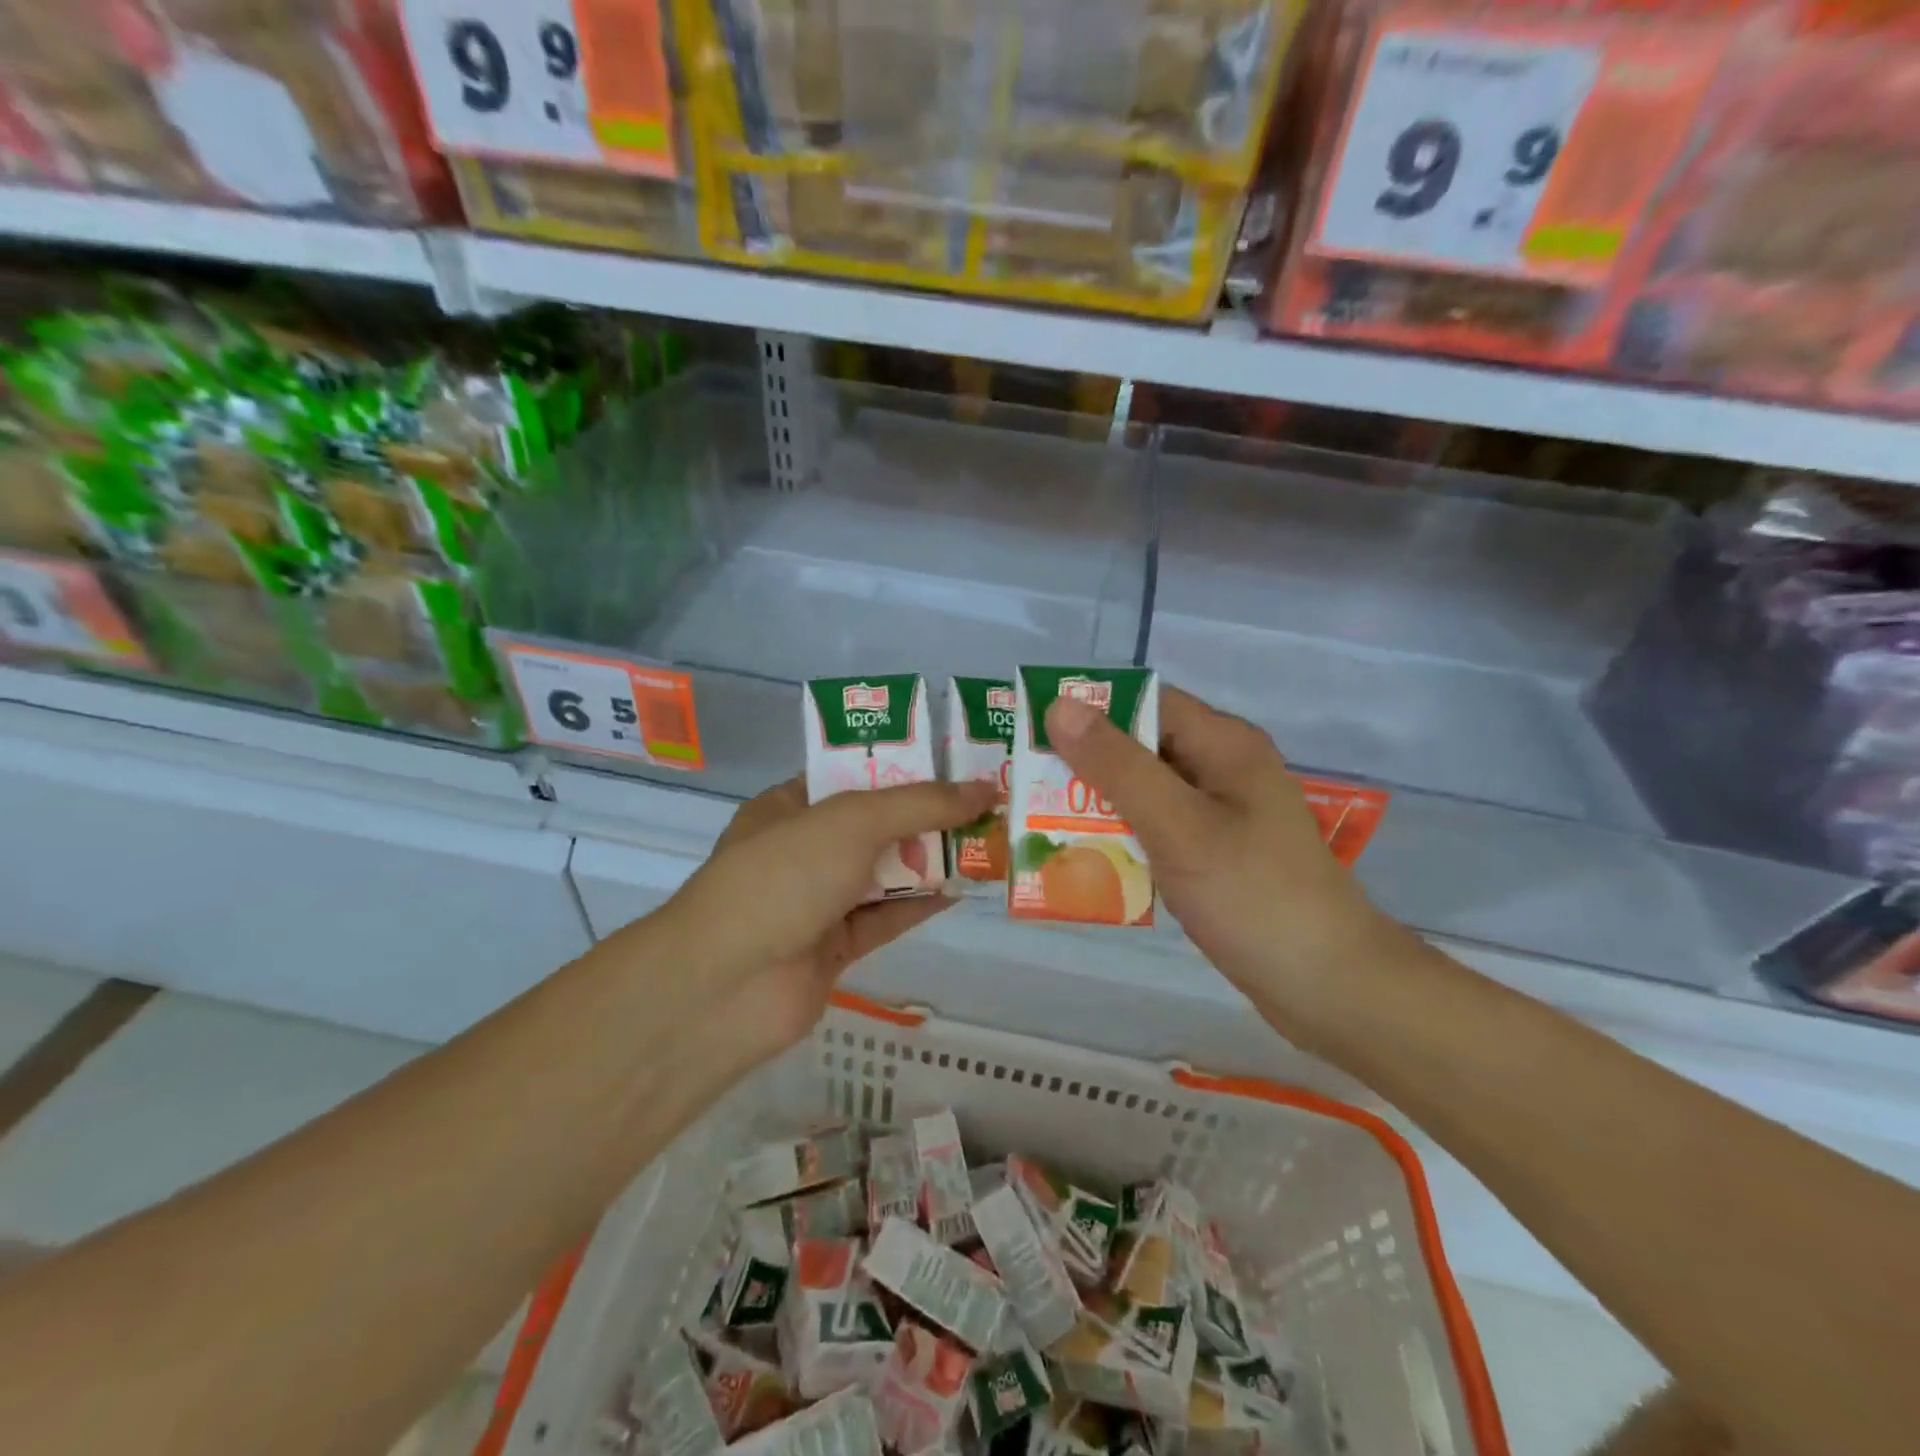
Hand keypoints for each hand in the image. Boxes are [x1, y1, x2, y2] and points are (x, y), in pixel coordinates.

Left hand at [664, 775, 994, 1051]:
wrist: (727, 986)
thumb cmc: (783, 877)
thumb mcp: (853, 821)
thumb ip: (920, 803)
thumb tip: (985, 788)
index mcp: (789, 806)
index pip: (851, 774)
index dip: (903, 765)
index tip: (955, 761)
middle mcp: (802, 850)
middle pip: (874, 824)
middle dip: (925, 814)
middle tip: (983, 800)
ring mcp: (816, 901)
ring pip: (883, 872)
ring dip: (929, 859)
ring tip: (986, 839)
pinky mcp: (834, 947)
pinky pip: (886, 917)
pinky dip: (920, 902)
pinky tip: (963, 888)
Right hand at [1044, 686, 1409, 1039]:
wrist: (1329, 986)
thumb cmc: (1253, 896)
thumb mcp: (1178, 825)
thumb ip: (1118, 765)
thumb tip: (1061, 705)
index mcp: (1223, 744)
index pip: (1144, 701)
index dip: (1088, 709)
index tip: (1032, 731)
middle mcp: (1223, 768)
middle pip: (1141, 746)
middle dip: (1084, 762)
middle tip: (1025, 783)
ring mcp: (1222, 814)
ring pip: (1146, 791)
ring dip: (1098, 803)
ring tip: (1038, 820)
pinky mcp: (1217, 854)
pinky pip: (1158, 829)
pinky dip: (1122, 836)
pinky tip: (1087, 858)